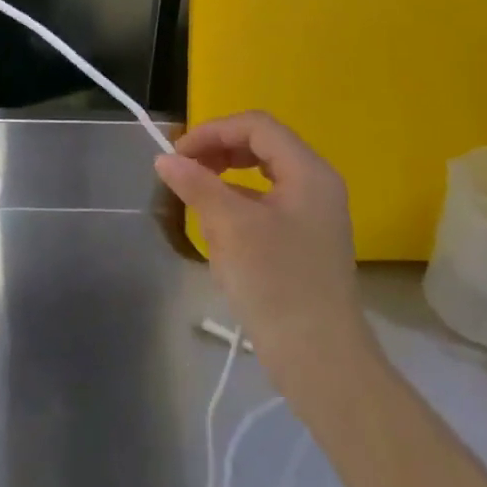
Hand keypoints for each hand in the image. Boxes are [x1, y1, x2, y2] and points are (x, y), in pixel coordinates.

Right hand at [154, 111, 370, 377]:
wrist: (321, 360)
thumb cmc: (277, 283)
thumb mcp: (230, 227)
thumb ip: (197, 185)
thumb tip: (164, 159)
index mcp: (308, 171)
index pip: (256, 126)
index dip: (213, 131)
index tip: (178, 154)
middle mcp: (316, 185)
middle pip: (260, 146)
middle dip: (218, 153)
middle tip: (184, 171)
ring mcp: (312, 215)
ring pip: (260, 178)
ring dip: (224, 182)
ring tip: (198, 205)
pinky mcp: (304, 241)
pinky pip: (265, 206)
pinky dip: (237, 209)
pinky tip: (218, 235)